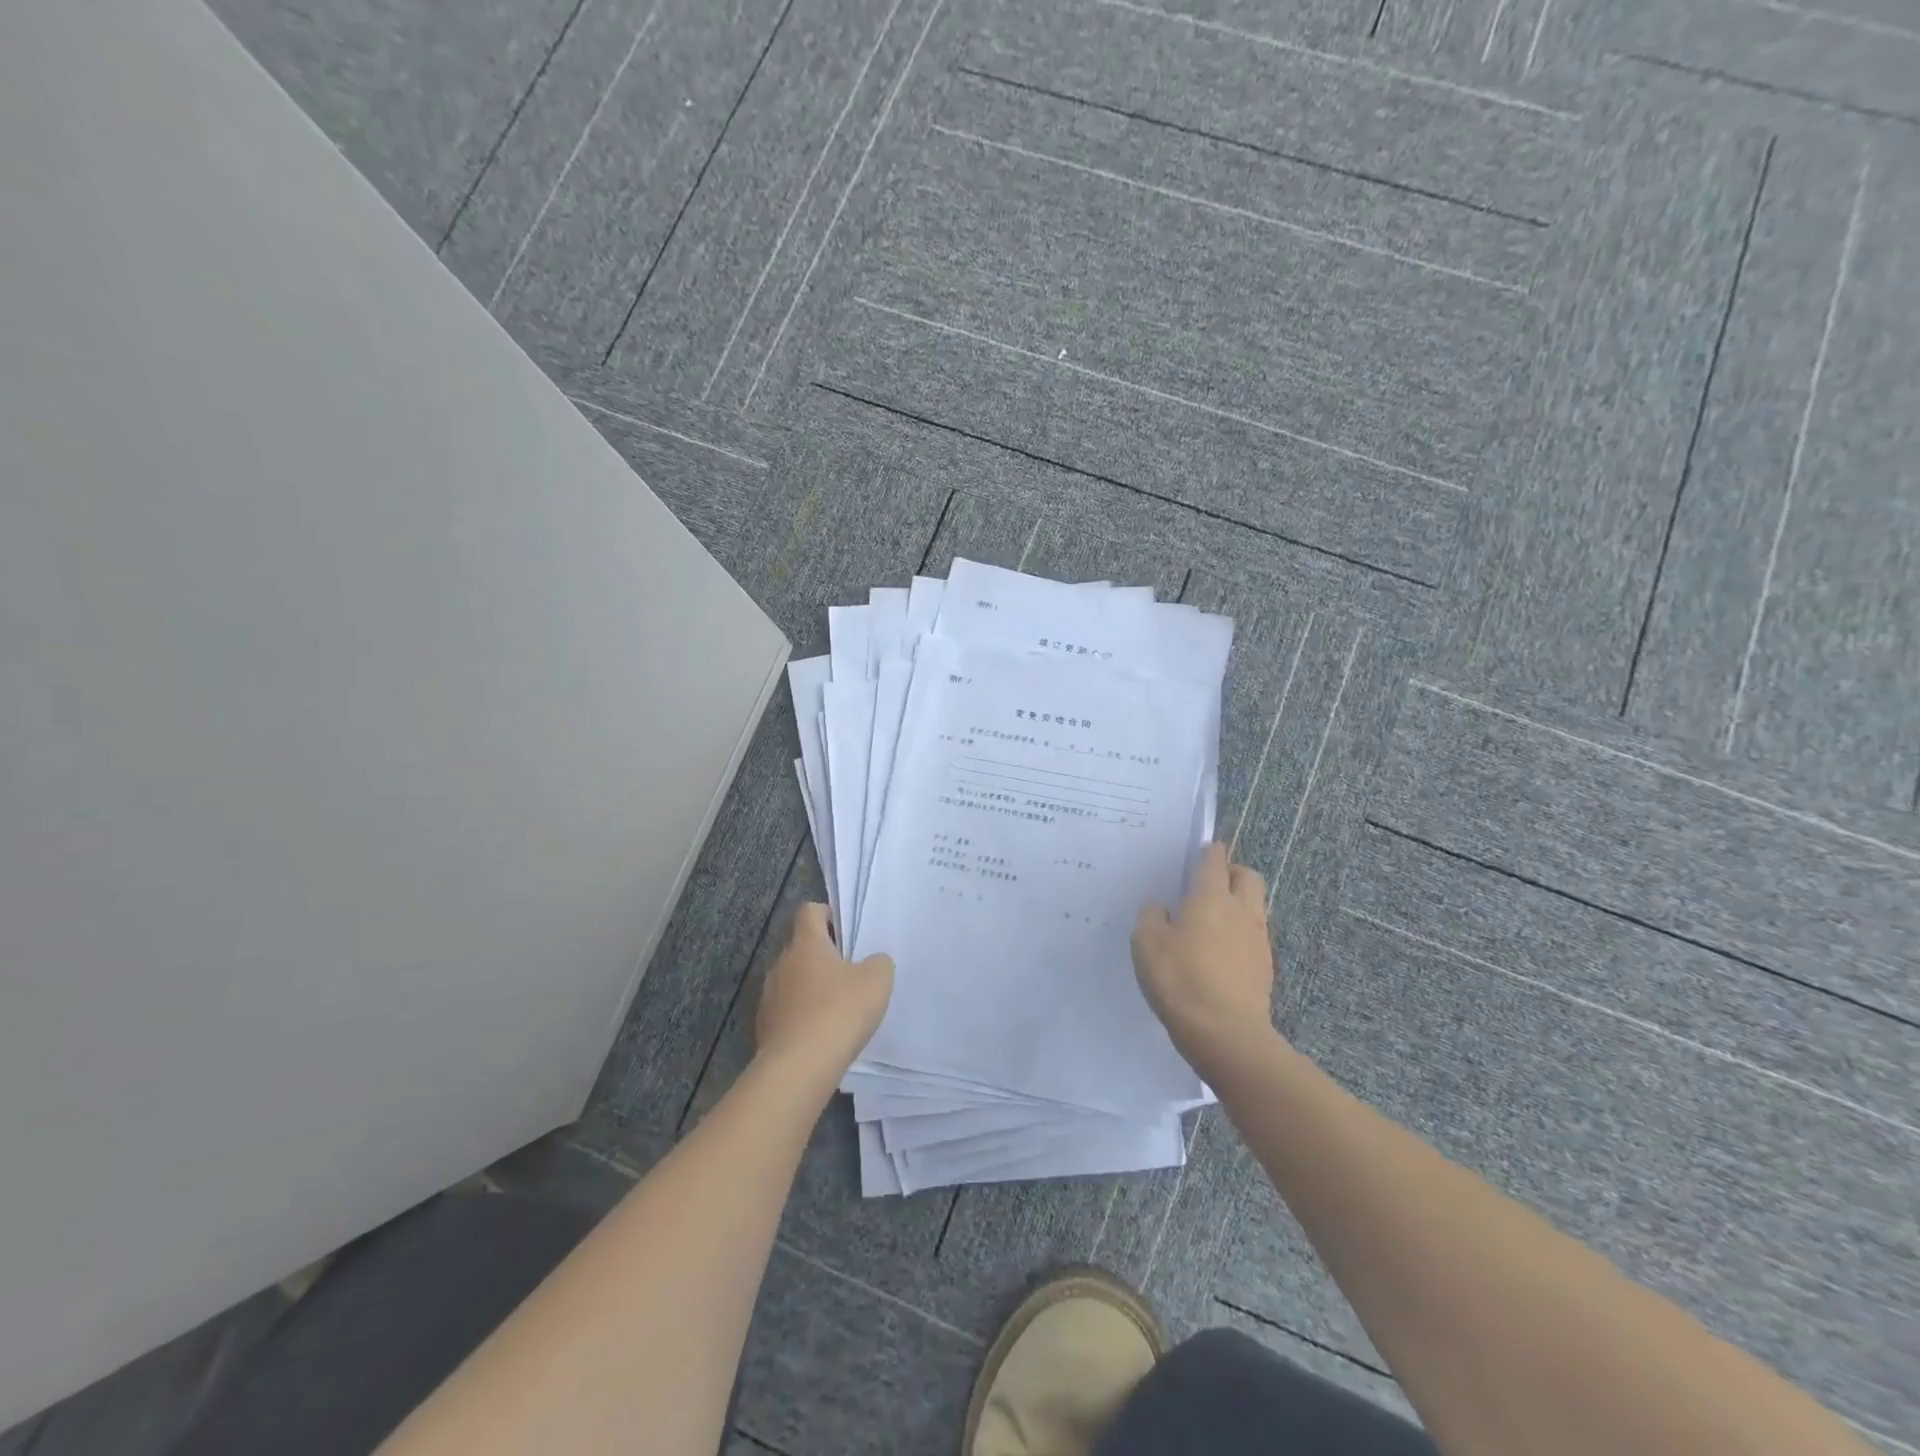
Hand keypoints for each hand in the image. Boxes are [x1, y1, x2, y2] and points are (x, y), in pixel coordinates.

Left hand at [755, 903, 893, 1077]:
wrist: (799, 1067)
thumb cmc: (839, 1011)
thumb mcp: (877, 980)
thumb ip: (878, 963)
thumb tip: (871, 963)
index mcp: (806, 943)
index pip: (809, 911)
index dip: (826, 914)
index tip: (844, 930)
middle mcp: (781, 963)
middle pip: (800, 947)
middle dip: (822, 956)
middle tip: (848, 973)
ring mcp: (769, 995)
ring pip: (792, 980)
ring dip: (810, 987)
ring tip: (836, 1008)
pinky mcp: (764, 1026)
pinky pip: (786, 1010)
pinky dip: (801, 1015)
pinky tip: (821, 1034)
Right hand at [1132, 843, 1278, 1075]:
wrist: (1225, 1033)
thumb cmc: (1180, 979)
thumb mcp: (1146, 943)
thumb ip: (1152, 917)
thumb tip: (1161, 907)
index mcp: (1211, 897)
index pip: (1215, 860)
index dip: (1208, 852)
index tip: (1199, 853)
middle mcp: (1240, 910)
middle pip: (1248, 876)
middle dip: (1233, 872)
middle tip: (1211, 883)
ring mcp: (1257, 940)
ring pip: (1255, 906)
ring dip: (1239, 904)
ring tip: (1213, 920)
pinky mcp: (1265, 968)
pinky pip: (1255, 936)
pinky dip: (1241, 934)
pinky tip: (1221, 953)